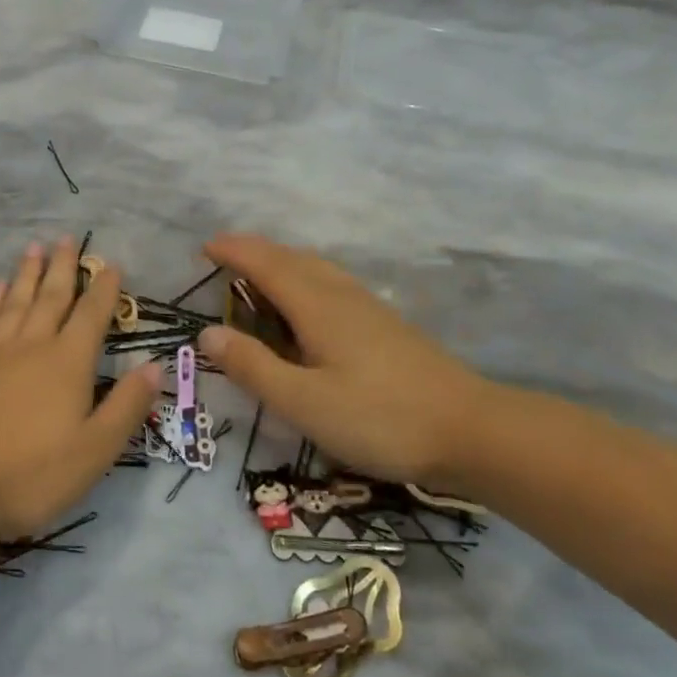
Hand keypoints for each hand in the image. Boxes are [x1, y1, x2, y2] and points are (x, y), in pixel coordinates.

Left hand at [0, 238, 162, 541]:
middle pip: (51, 297)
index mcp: (68, 363)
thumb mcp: (95, 450)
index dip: (104, 289)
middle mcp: (32, 346)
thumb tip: (155, 366)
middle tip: (66, 238)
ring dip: (27, 274)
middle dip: (63, 267)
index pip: (91, 315)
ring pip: (16, 301)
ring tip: (34, 248)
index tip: (111, 264)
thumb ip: (126, 406)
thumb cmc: (31, 472)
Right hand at [196, 234, 498, 489]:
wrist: (472, 430)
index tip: (204, 245)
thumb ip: (254, 367)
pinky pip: (332, 283)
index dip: (233, 251)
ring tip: (258, 273)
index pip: (266, 264)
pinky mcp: (386, 325)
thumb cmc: (380, 417)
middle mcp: (341, 295)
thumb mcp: (303, 401)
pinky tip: (309, 304)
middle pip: (291, 258)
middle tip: (223, 254)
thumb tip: (208, 332)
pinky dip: (304, 277)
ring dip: (281, 261)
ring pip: (316, 268)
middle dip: (254, 250)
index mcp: (316, 306)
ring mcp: (368, 308)